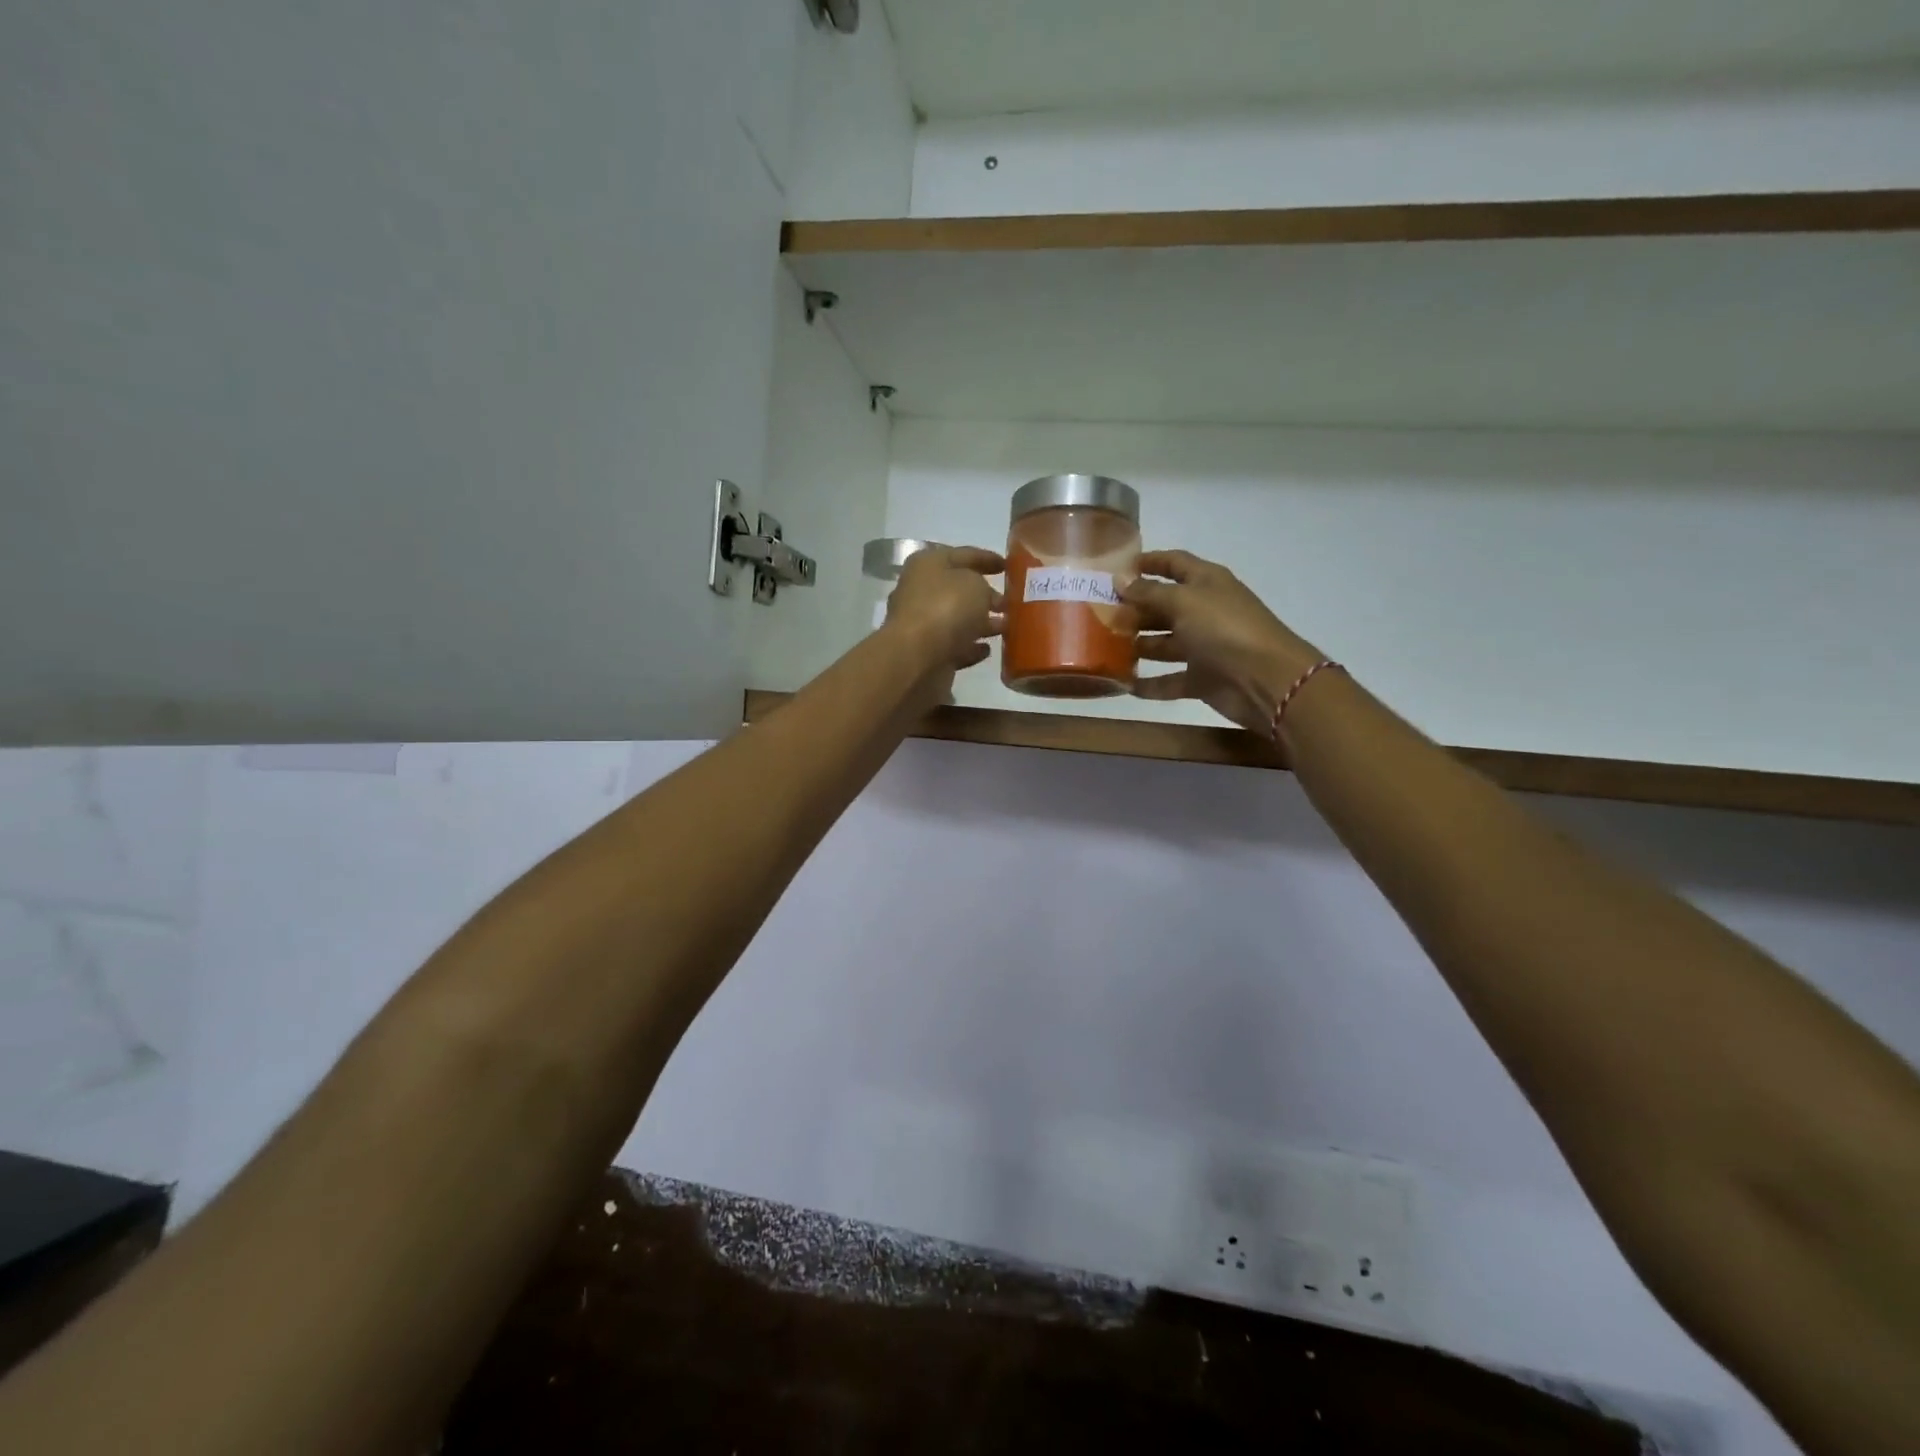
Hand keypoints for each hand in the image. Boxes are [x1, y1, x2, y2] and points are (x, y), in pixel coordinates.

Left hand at [885, 545, 1005, 679]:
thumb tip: (987, 599)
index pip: (963, 555)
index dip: (987, 558)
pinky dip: (970, 647)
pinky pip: (954, 646)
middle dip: (985, 595)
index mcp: (928, 564)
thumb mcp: (975, 585)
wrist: (917, 657)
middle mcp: (920, 591)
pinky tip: (988, 649)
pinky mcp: (927, 652)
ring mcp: (922, 624)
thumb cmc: (946, 608)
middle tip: (1011, 601)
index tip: (1009, 566)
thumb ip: (985, 587)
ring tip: (1007, 626)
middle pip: (958, 589)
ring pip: (957, 619)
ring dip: (981, 622)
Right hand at [1124, 550, 1324, 734]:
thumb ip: (1149, 593)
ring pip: (1164, 643)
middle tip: (1100, 615)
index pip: (1174, 564)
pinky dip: (1149, 683)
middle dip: (1135, 609)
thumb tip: (1120, 580)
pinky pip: (1170, 680)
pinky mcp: (1202, 678)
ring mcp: (1204, 647)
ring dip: (1138, 646)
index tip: (1116, 569)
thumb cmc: (1224, 629)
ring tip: (1106, 648)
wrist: (1265, 679)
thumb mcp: (1183, 602)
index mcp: (1206, 583)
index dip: (1148, 563)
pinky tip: (1124, 685)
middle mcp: (1205, 611)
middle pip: (1164, 606)